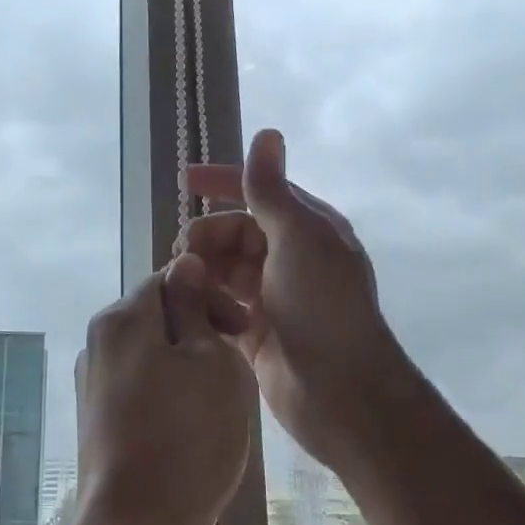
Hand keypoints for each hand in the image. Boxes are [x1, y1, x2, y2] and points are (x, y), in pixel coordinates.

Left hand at [70, 254, 256, 524]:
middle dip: (200, 331)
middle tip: (235, 369)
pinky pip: (140, 387)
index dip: (212, 296)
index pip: (170, 278)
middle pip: (157, 315)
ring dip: (187, 365)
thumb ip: (194, 306)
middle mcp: (97, 342)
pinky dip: (169, 394)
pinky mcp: (97, 420)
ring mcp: (92, 383)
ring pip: (151, 354)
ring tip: (218, 402)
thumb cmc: (188, 436)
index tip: (242, 330)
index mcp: (121, 318)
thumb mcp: (210, 360)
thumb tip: (185, 265)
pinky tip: (191, 428)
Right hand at [186, 129, 411, 471]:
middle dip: (207, 235)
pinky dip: (206, 301)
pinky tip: (192, 307)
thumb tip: (267, 133)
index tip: (185, 180)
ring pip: (224, 268)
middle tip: (183, 254)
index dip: (223, 181)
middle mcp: (291, 258)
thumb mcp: (298, 238)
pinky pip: (221, 303)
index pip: (260, 192)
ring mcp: (273, 296)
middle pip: (235, 231)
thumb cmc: (323, 306)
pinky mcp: (256, 331)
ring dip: (203, 269)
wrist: (341, 392)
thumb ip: (272, 190)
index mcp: (308, 229)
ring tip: (185, 283)